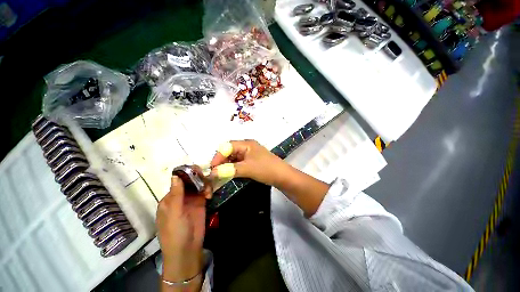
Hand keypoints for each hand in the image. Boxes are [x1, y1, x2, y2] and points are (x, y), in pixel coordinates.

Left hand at [156, 174, 210, 289]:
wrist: (187, 249)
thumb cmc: (175, 232)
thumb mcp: (174, 213)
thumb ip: (176, 194)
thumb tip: (175, 175)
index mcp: (170, 198)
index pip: (178, 180)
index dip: (187, 174)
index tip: (196, 170)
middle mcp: (181, 196)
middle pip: (190, 181)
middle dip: (198, 177)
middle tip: (205, 178)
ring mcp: (191, 200)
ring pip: (199, 185)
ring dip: (204, 184)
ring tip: (208, 191)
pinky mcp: (201, 203)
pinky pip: (205, 191)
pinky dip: (208, 190)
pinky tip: (209, 195)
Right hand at [211, 140, 329, 216]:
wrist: (282, 176)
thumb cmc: (266, 169)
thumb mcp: (247, 168)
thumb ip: (229, 169)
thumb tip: (212, 172)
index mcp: (246, 144)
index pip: (227, 146)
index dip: (218, 156)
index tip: (212, 168)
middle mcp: (247, 147)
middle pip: (229, 151)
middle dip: (221, 161)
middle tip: (215, 172)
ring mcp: (250, 154)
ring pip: (233, 158)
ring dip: (226, 165)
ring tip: (220, 175)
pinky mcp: (251, 161)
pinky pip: (238, 163)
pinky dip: (232, 168)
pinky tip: (229, 174)